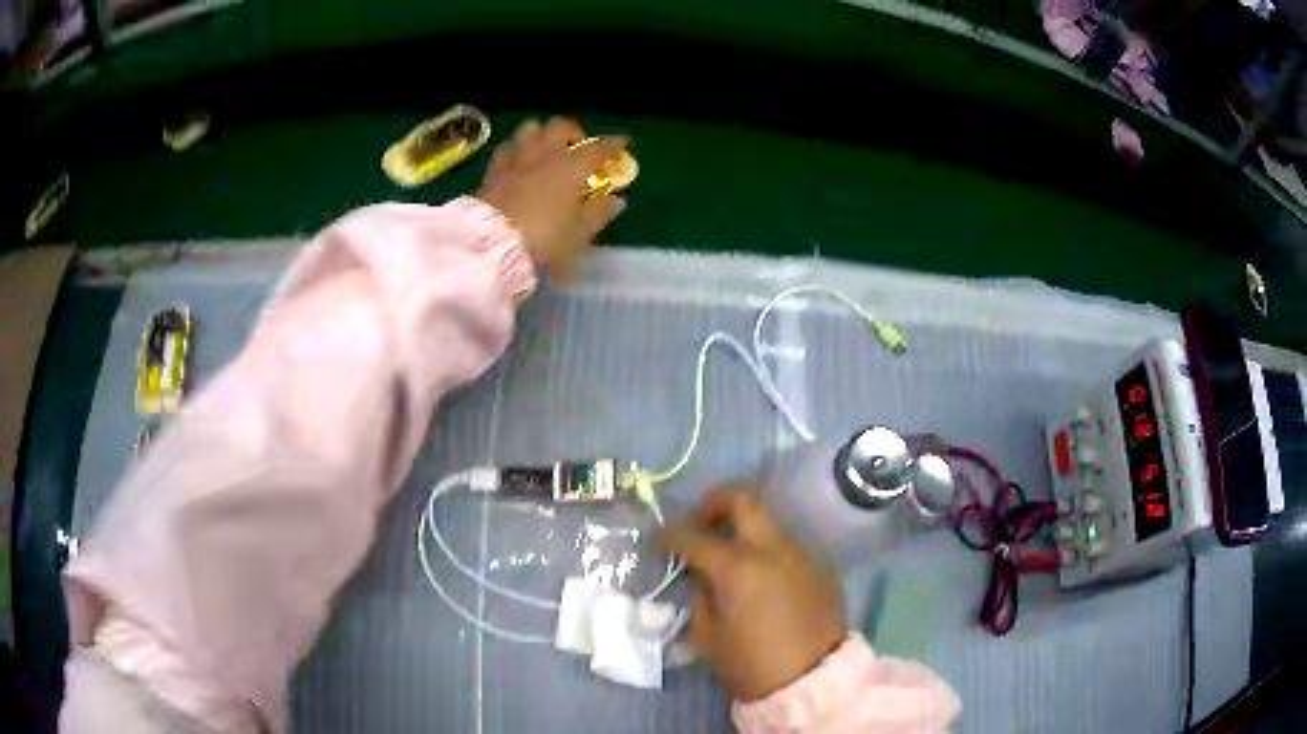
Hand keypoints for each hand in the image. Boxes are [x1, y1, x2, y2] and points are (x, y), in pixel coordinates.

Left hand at [476, 117, 629, 272]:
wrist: (491, 246)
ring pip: (529, 129)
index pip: (598, 148)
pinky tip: (518, 160)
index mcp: (570, 167)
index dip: (613, 144)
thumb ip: (599, 213)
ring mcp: (515, 161)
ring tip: (545, 148)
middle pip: (559, 126)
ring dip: (541, 133)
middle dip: (573, 131)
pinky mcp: (492, 173)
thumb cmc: (544, 239)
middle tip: (578, 146)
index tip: (624, 143)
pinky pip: (506, 149)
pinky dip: (516, 149)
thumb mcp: (580, 233)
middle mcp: (543, 155)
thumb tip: (616, 200)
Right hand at [660, 485, 846, 701]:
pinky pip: (787, 547)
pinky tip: (760, 579)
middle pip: (743, 499)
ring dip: (744, 529)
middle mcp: (772, 549)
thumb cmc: (749, 664)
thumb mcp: (707, 635)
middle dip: (714, 504)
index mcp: (737, 568)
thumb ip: (700, 593)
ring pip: (768, 522)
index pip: (694, 536)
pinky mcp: (819, 567)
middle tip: (700, 524)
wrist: (810, 680)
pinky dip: (766, 552)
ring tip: (731, 556)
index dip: (670, 535)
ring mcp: (800, 554)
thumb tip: (700, 573)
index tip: (660, 540)